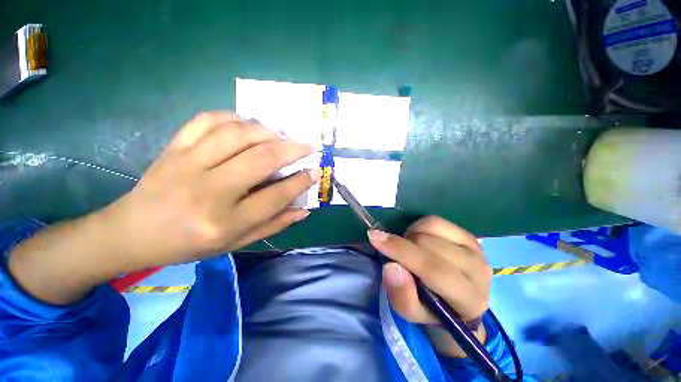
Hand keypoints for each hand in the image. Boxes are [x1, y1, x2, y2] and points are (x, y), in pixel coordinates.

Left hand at [8, 112, 319, 304]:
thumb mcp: (235, 244)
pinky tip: (247, 125)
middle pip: (260, 160)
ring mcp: (186, 165)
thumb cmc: (188, 245)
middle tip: (308, 146)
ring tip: (281, 136)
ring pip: (237, 134)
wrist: (131, 233)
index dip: (300, 182)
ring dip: (267, 131)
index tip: (315, 171)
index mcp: (224, 223)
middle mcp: (207, 192)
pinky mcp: (172, 148)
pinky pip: (207, 121)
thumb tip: (304, 209)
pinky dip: (233, 118)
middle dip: (292, 149)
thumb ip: (273, 225)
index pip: (275, 197)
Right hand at [367, 216, 491, 356]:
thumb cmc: (431, 309)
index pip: (434, 269)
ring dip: (411, 235)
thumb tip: (392, 266)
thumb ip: (401, 295)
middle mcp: (479, 271)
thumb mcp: (411, 312)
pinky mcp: (469, 235)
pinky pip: (436, 221)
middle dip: (403, 244)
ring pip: (432, 227)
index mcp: (469, 300)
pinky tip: (418, 239)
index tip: (374, 238)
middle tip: (395, 254)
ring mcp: (476, 249)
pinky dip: (419, 226)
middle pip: (430, 244)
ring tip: (409, 248)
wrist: (456, 302)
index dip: (401, 251)